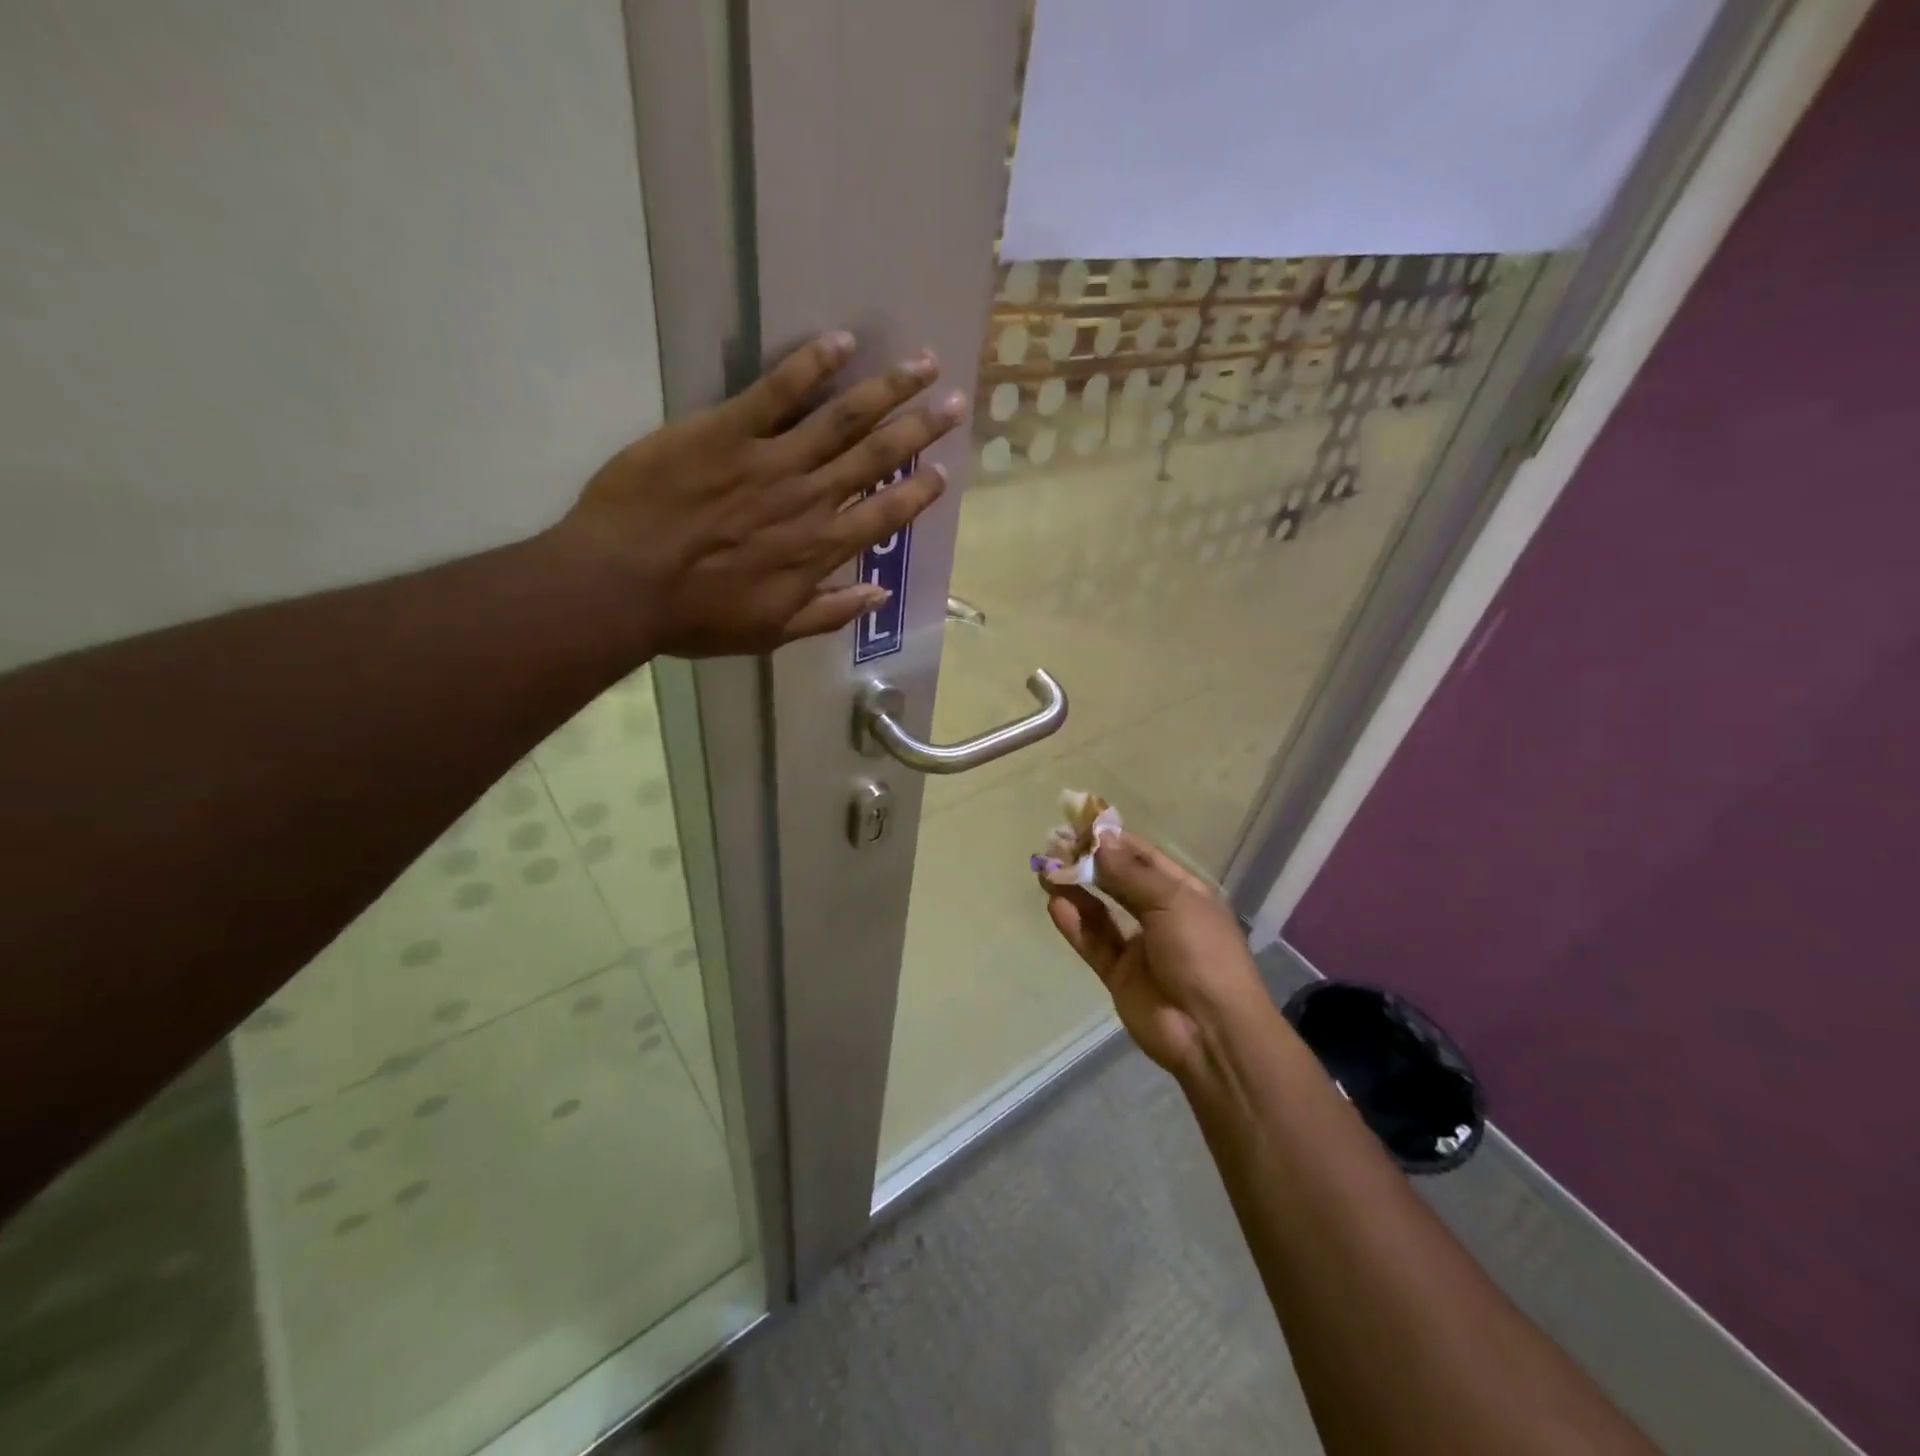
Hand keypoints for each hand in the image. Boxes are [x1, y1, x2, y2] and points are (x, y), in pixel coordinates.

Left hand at [555, 331, 963, 656]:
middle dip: (921, 427)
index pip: (886, 514)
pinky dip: (811, 364)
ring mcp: (771, 460)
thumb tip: (879, 594)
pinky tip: (841, 340)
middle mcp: (810, 499)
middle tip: (956, 401)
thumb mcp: (772, 633)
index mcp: (820, 549)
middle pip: (877, 457)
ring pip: (842, 418)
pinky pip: (777, 391)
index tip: (944, 470)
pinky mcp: (726, 430)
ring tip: (923, 364)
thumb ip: (829, 612)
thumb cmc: (696, 616)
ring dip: (887, 389)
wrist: (622, 584)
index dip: (919, 491)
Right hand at [1043, 832, 1274, 1079]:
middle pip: (1118, 881)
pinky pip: (1093, 943)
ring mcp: (1139, 946)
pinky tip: (1055, 905)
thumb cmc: (1202, 953)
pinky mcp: (1119, 974)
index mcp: (1183, 892)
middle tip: (1054, 845)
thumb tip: (1099, 841)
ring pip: (1100, 911)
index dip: (1112, 840)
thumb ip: (1129, 874)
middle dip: (1088, 863)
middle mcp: (1160, 914)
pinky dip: (1075, 924)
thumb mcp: (1172, 902)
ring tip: (1045, 870)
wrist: (1212, 1032)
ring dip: (1075, 890)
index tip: (1079, 824)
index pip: (1143, 857)